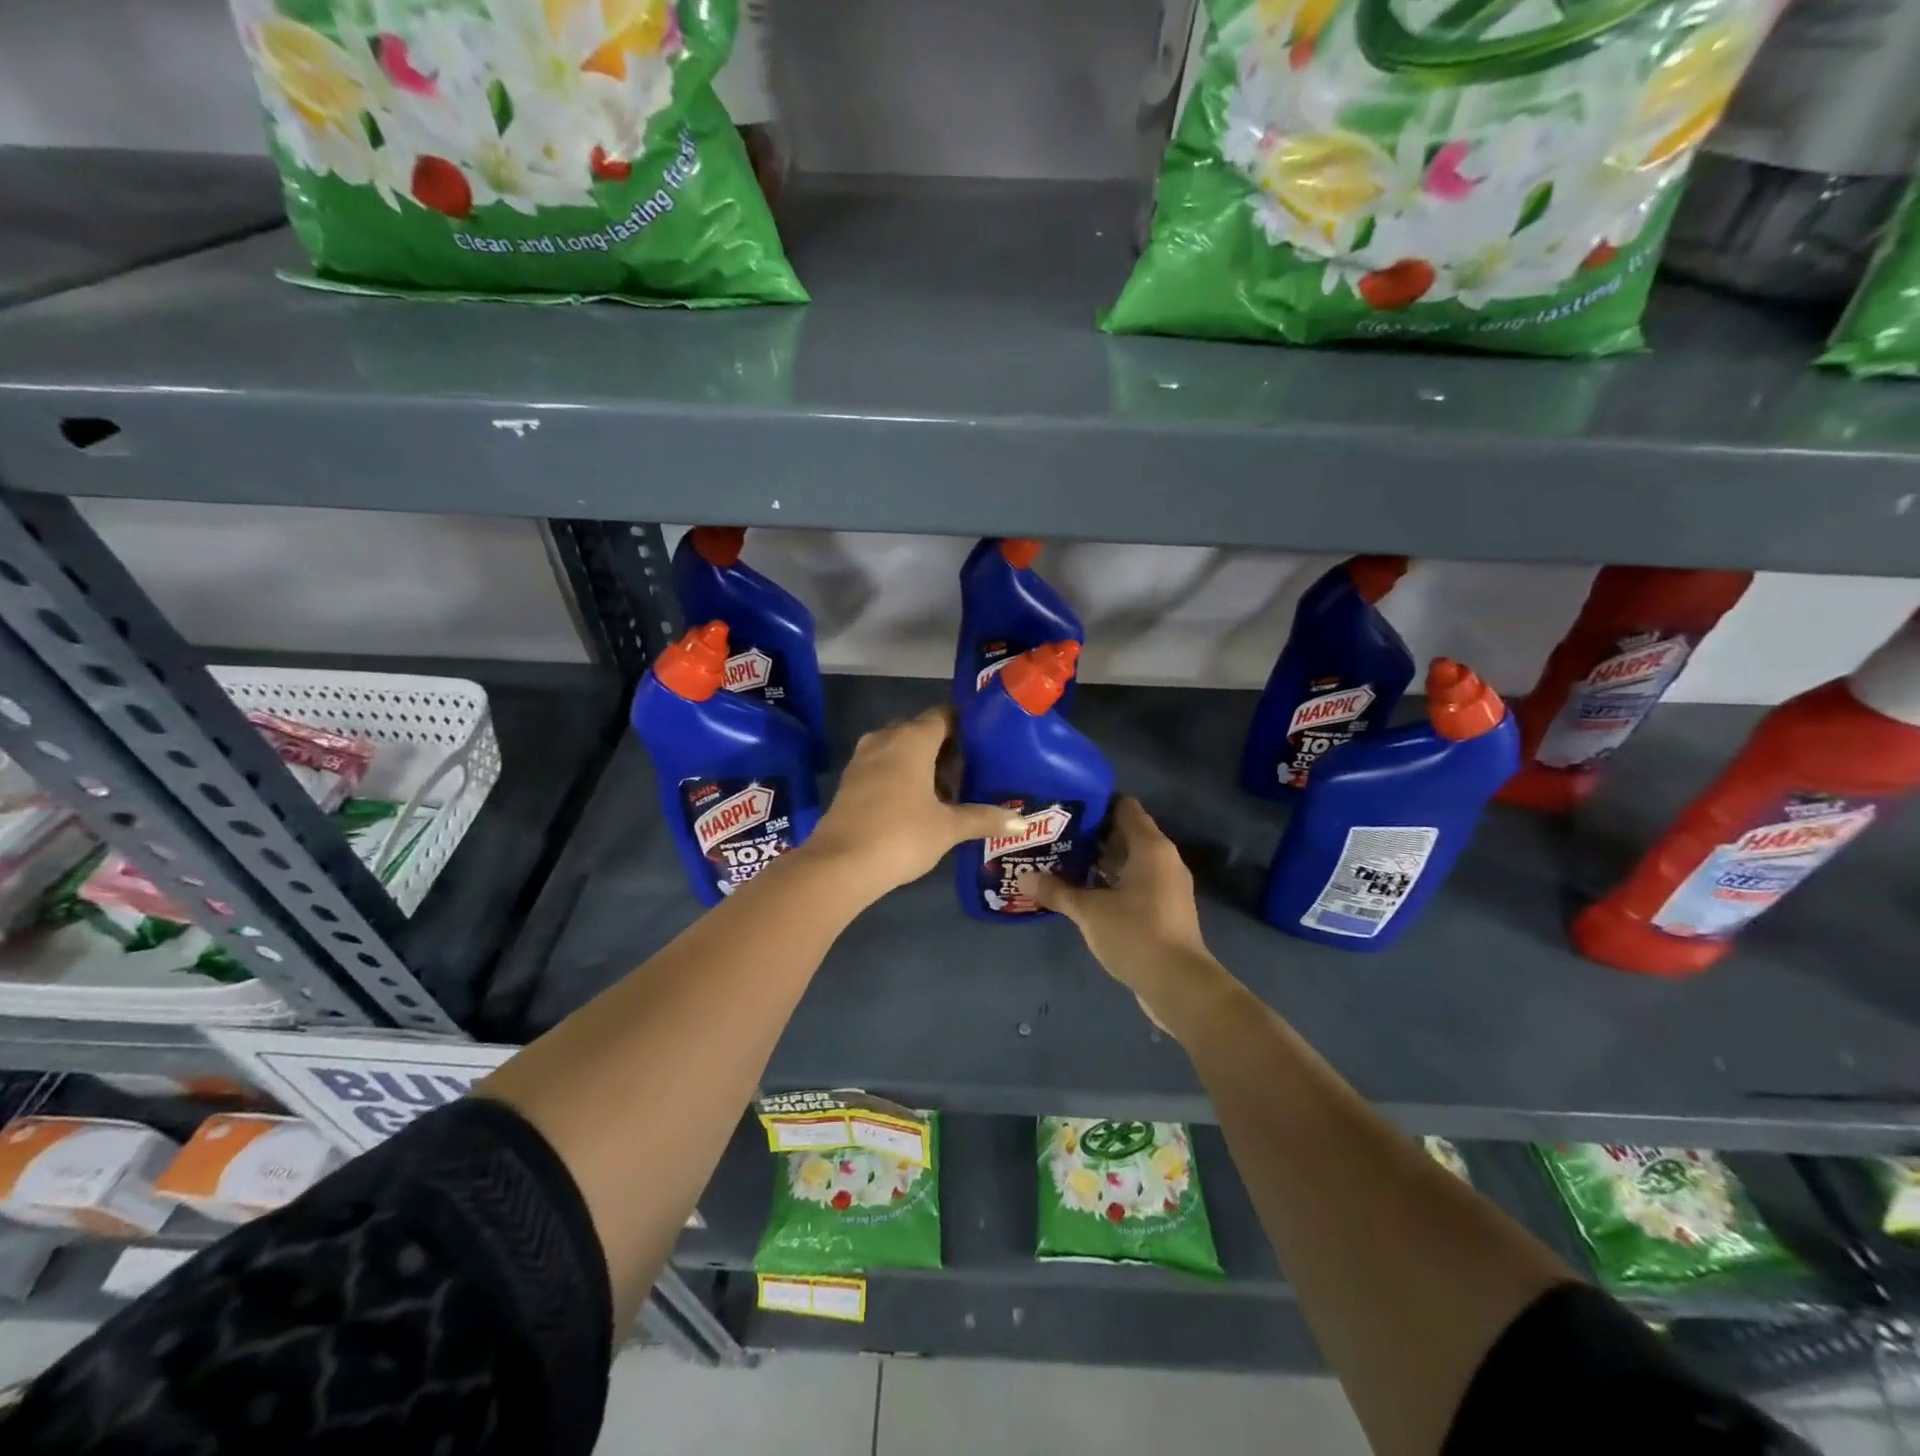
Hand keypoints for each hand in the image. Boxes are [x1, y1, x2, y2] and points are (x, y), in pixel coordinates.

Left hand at [802, 707, 1023, 901]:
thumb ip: (984, 819)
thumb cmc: (901, 835)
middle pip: (922, 731)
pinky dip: (902, 776)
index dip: (965, 725)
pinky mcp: (850, 781)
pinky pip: (883, 766)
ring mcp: (863, 759)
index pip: (943, 715)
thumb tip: (1022, 823)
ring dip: (923, 764)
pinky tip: (918, 803)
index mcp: (912, 739)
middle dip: (946, 748)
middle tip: (973, 771)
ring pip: (900, 749)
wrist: (839, 865)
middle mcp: (885, 739)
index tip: (986, 740)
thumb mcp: (948, 828)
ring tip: (949, 791)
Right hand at [1027, 797, 1226, 1031]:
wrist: (1179, 985)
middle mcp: (1163, 859)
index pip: (1125, 807)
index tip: (1065, 807)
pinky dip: (1111, 882)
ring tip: (1061, 861)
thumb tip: (1024, 878)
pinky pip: (1134, 883)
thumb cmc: (1135, 934)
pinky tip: (1082, 892)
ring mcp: (1166, 886)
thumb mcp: (1089, 911)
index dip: (1096, 803)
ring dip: (1099, 861)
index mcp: (1151, 847)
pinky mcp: (1164, 909)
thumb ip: (1057, 891)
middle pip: (1125, 833)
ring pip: (1129, 861)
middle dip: (1091, 834)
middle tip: (1054, 835)